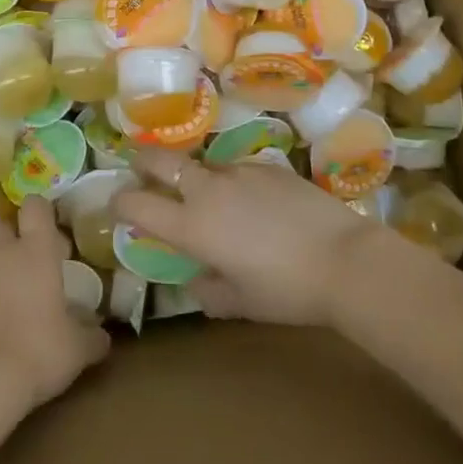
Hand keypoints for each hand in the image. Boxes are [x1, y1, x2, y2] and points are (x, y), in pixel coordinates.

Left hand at [0, 196, 110, 412]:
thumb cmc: (39, 351)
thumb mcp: (77, 349)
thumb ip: (91, 336)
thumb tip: (103, 336)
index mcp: (36, 252)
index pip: (35, 207)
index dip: (41, 211)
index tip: (50, 228)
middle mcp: (3, 256)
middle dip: (9, 237)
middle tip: (27, 262)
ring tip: (9, 305)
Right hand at [109, 151, 382, 326]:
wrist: (344, 259)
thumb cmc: (286, 290)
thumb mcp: (241, 302)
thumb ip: (209, 290)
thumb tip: (196, 280)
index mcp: (192, 226)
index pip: (138, 204)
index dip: (121, 202)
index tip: (117, 204)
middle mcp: (208, 190)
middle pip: (161, 161)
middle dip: (143, 160)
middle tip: (139, 165)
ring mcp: (239, 171)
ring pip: (205, 166)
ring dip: (198, 177)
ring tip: (213, 197)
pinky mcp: (268, 165)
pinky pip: (240, 171)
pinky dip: (236, 184)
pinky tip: (258, 205)